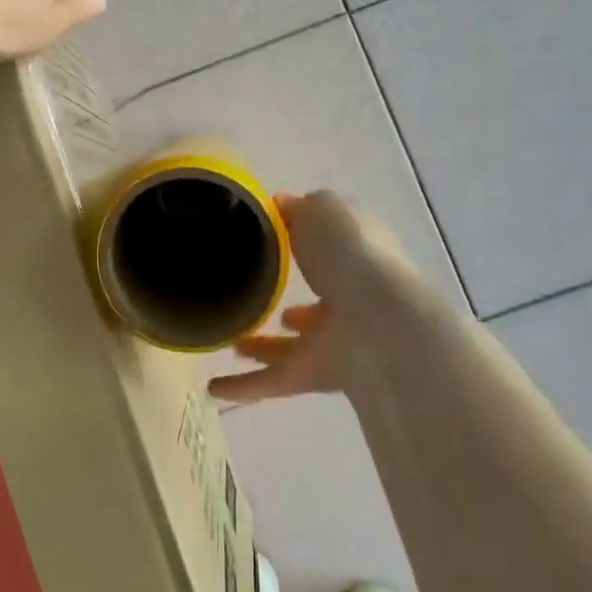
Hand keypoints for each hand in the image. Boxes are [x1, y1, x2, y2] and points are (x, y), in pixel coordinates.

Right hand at [211, 191, 437, 403]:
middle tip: (252, 299)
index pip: (328, 249)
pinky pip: (275, 380)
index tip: (269, 242)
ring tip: (229, 341)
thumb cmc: (350, 254)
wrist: (377, 320)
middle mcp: (347, 298)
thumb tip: (281, 204)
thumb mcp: (323, 210)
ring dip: (261, 345)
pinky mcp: (317, 374)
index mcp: (354, 256)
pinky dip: (244, 386)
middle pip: (313, 303)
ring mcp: (334, 340)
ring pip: (291, 345)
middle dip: (286, 304)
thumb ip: (299, 207)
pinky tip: (213, 388)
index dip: (303, 244)